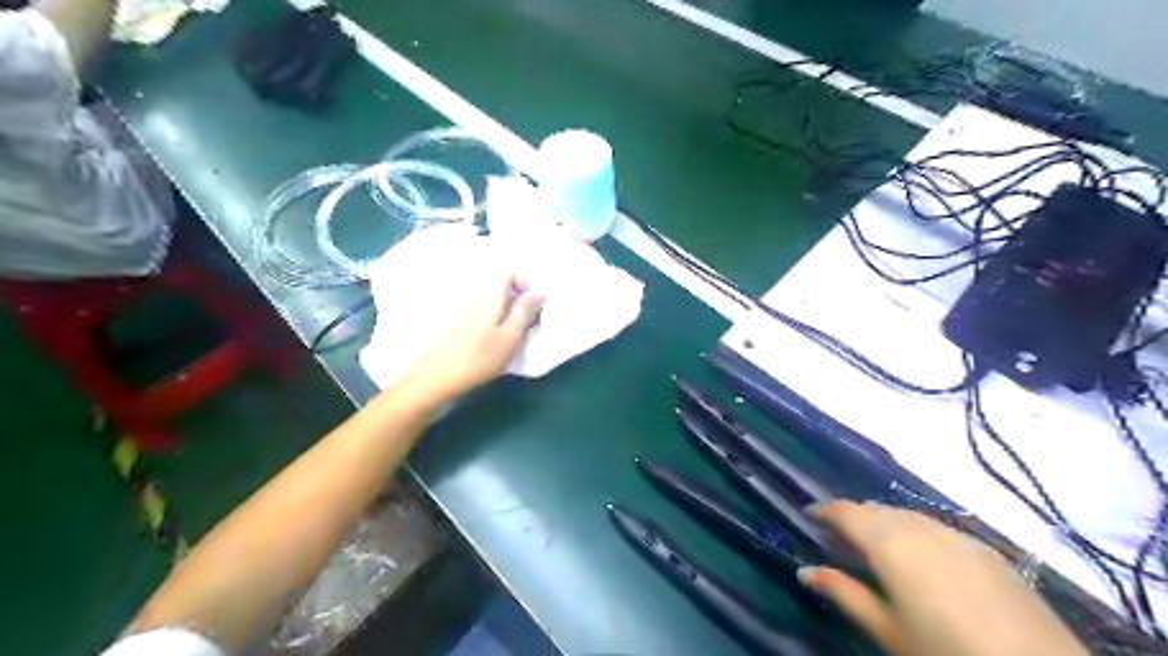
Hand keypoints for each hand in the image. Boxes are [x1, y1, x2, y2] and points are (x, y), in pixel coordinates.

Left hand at [404, 266, 546, 403]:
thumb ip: (526, 310)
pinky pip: (484, 306)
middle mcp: (476, 292)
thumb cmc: (481, 357)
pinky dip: (496, 315)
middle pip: (501, 282)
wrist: (440, 376)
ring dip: (508, 307)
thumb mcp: (511, 336)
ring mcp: (466, 305)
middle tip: (528, 320)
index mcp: (489, 293)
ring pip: (493, 296)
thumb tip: (541, 290)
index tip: (533, 304)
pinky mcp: (460, 319)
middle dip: (518, 296)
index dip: (525, 283)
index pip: (509, 271)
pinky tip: (498, 335)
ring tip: (515, 330)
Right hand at [799, 502, 1091, 655]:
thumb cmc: (945, 653)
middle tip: (838, 538)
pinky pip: (938, 528)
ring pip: (908, 516)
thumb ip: (844, 594)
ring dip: (884, 523)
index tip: (808, 515)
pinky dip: (916, 532)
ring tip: (875, 547)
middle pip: (877, 509)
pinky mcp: (989, 551)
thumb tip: (804, 571)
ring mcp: (959, 536)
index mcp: (890, 543)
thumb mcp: (887, 630)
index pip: (847, 512)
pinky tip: (922, 559)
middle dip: (853, 517)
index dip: (824, 510)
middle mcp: (921, 527)